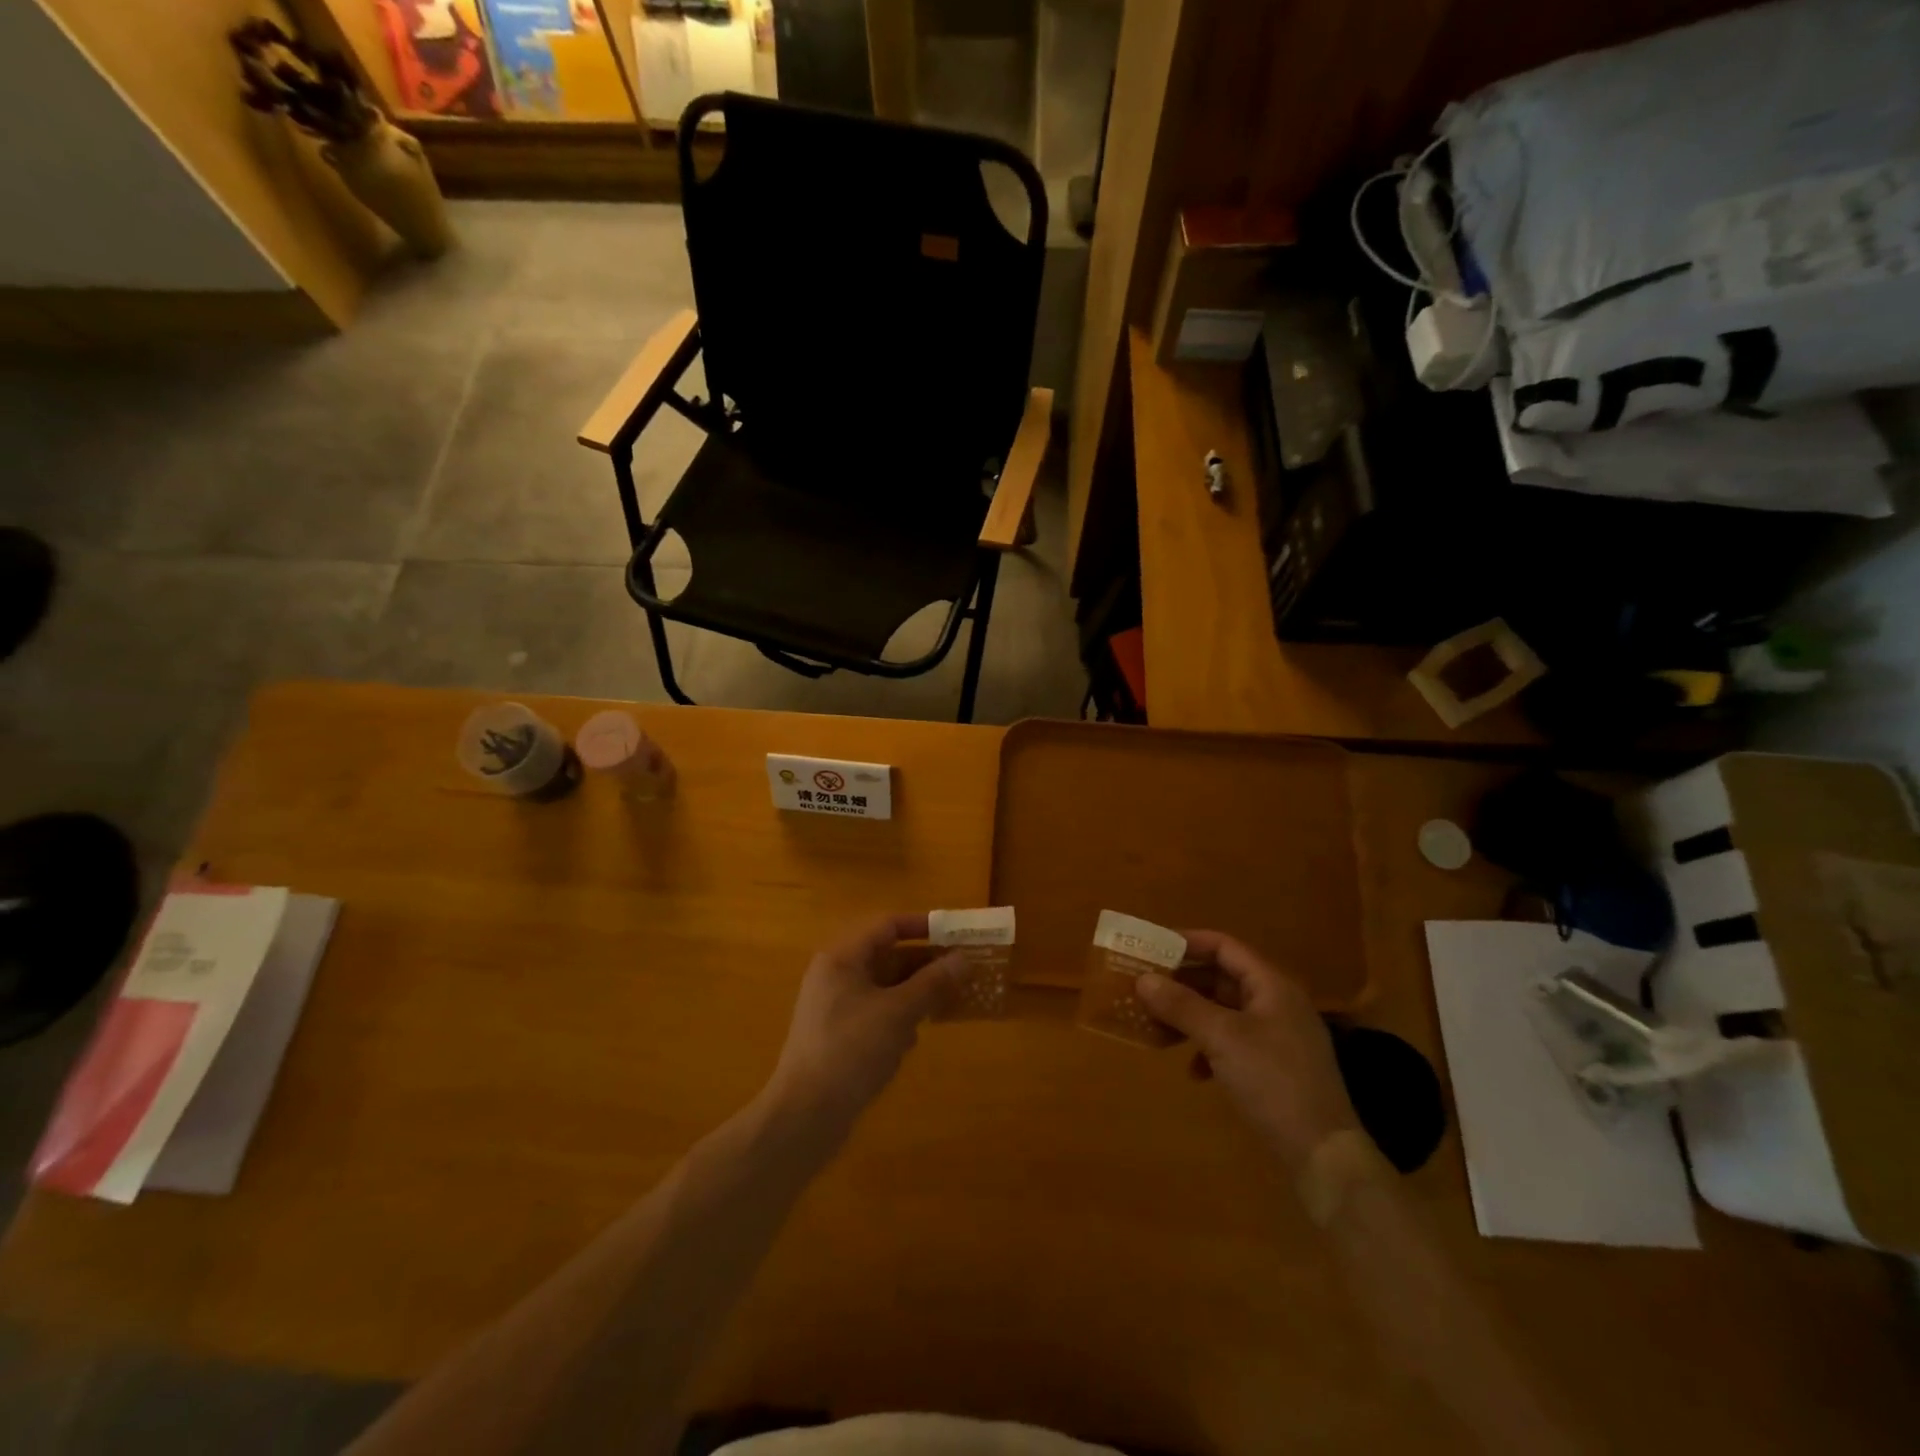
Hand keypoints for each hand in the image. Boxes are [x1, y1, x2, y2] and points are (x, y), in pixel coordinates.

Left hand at [763, 914, 960, 1144]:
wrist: (805, 1116)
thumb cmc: (851, 1051)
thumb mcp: (898, 1012)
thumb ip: (932, 982)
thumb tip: (962, 959)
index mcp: (842, 958)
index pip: (887, 925)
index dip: (923, 926)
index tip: (956, 936)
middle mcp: (835, 975)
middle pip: (886, 956)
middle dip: (924, 964)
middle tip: (961, 973)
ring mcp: (834, 1007)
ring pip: (883, 987)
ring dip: (914, 993)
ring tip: (946, 1004)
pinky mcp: (837, 1035)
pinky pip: (875, 1012)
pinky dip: (897, 1018)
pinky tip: (911, 1040)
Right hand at [1136, 931, 1358, 1173]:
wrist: (1324, 1155)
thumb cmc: (1273, 1082)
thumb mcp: (1222, 1038)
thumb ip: (1181, 1005)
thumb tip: (1143, 979)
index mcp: (1271, 985)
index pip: (1225, 946)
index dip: (1187, 943)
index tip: (1151, 948)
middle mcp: (1277, 1003)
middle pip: (1222, 978)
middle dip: (1182, 983)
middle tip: (1145, 988)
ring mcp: (1278, 1037)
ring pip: (1224, 1012)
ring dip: (1190, 1016)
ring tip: (1156, 1027)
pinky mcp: (1275, 1068)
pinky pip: (1233, 1043)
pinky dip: (1208, 1048)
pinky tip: (1192, 1071)